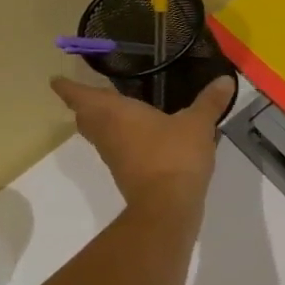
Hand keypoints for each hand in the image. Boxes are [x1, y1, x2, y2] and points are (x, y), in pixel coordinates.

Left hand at [50, 74, 234, 204]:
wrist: (168, 205)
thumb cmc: (175, 155)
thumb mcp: (198, 124)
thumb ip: (210, 102)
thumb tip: (226, 79)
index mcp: (114, 112)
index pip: (79, 95)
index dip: (68, 86)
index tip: (58, 79)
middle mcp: (107, 132)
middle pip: (85, 116)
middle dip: (86, 105)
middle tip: (94, 94)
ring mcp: (114, 156)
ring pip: (100, 135)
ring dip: (104, 124)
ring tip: (120, 113)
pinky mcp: (126, 174)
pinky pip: (118, 150)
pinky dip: (124, 141)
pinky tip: (144, 139)